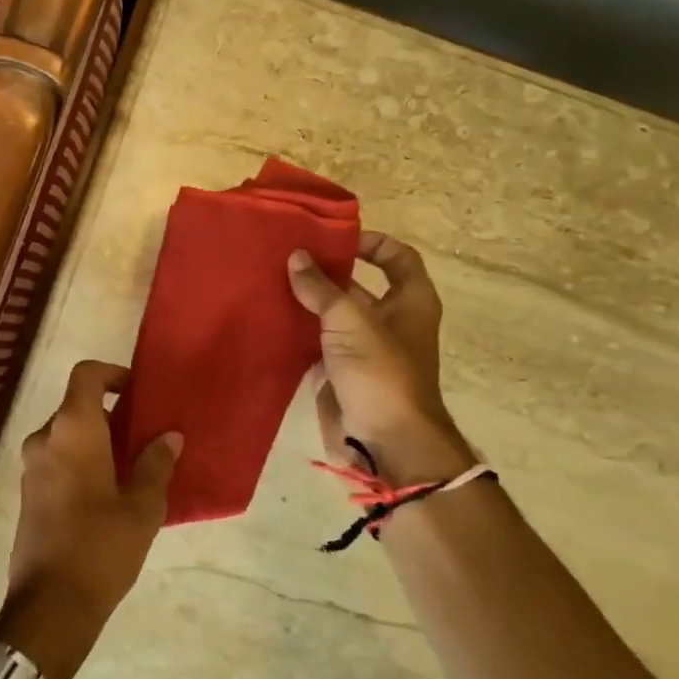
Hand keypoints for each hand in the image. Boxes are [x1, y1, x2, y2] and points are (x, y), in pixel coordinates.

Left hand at [0, 360, 182, 678]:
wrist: (50, 606)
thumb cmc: (101, 547)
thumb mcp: (142, 507)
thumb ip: (156, 465)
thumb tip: (170, 437)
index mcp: (73, 429)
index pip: (86, 375)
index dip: (113, 373)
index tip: (138, 392)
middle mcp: (45, 438)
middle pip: (77, 405)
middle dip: (110, 414)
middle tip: (143, 436)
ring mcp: (31, 466)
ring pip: (67, 434)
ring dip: (96, 439)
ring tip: (130, 466)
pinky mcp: (28, 492)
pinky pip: (56, 458)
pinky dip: (80, 459)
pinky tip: (107, 491)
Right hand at [287, 231, 475, 488]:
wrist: (385, 442)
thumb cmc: (380, 372)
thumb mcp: (350, 320)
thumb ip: (321, 287)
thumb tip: (296, 257)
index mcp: (410, 302)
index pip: (396, 257)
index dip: (370, 242)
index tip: (332, 237)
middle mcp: (390, 321)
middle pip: (358, 284)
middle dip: (325, 270)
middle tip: (285, 255)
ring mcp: (364, 348)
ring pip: (332, 315)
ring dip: (306, 301)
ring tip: (269, 280)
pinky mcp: (341, 372)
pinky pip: (317, 342)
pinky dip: (297, 330)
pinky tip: (268, 317)